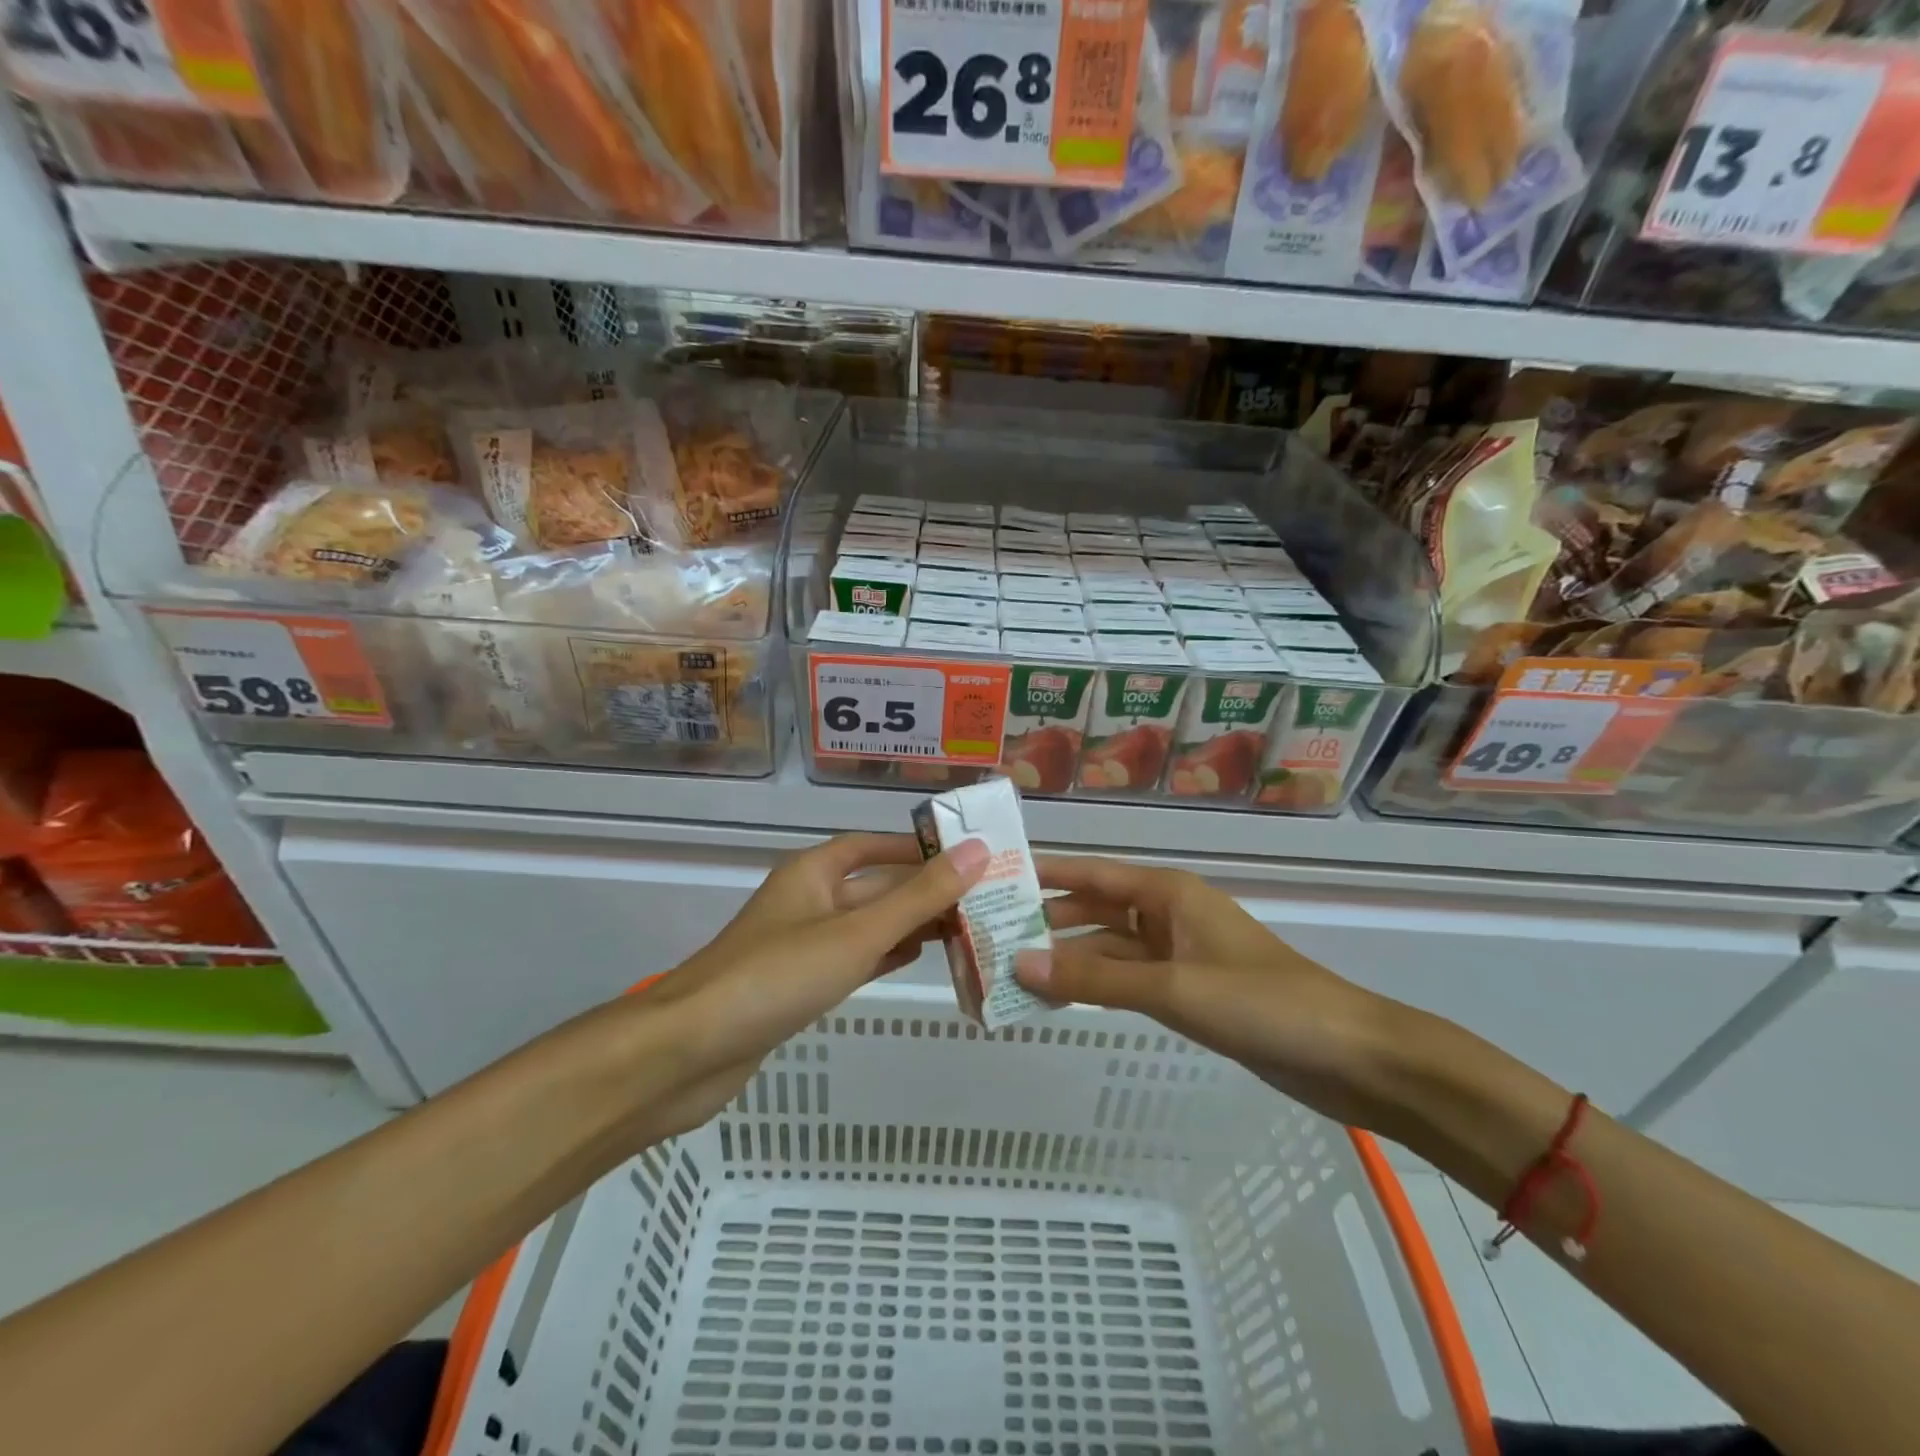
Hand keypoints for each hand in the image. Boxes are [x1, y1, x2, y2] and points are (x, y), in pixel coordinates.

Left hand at [620, 834, 986, 1141]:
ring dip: (910, 924)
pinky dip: (884, 955)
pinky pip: (852, 958)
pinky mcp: (797, 986)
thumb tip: (977, 852)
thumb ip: (919, 897)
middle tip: (982, 898)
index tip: (966, 854)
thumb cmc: (776, 977)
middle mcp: (807, 901)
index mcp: (813, 873)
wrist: (689, 1052)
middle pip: (874, 886)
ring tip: (966, 927)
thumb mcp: (857, 933)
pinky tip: (918, 959)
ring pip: (866, 925)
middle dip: (923, 891)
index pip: (873, 846)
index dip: (917, 847)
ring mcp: (800, 945)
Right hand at [1017, 857, 1405, 1133]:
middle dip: (1048, 920)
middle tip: (991, 934)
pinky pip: (1128, 980)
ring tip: (1012, 971)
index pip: (1092, 873)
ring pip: (1110, 948)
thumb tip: (1018, 963)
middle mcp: (1169, 914)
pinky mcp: (1190, 992)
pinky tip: (1060, 997)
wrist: (1351, 1057)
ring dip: (1069, 958)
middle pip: (1096, 908)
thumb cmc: (1263, 1004)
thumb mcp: (1173, 988)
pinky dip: (1096, 985)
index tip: (994, 876)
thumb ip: (1095, 978)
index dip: (1044, 873)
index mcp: (1169, 893)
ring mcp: (1179, 955)